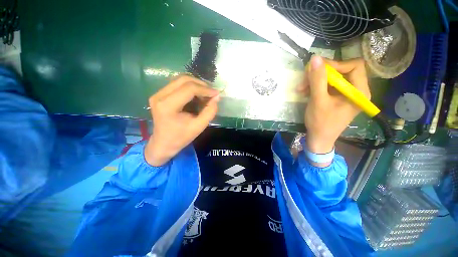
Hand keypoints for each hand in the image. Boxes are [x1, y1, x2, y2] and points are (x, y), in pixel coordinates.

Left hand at [145, 76, 219, 165]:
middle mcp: (160, 96)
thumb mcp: (199, 127)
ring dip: (196, 84)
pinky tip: (197, 95)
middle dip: (201, 84)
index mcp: (168, 106)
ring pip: (180, 80)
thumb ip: (210, 112)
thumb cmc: (181, 138)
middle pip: (184, 80)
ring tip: (205, 94)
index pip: (189, 89)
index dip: (205, 89)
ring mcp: (158, 94)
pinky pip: (177, 84)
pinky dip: (190, 87)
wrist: (163, 144)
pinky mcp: (159, 94)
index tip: (216, 94)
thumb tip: (216, 97)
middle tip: (211, 93)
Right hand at [297, 56, 369, 164]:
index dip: (336, 64)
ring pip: (331, 78)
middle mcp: (355, 90)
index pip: (354, 66)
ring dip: (315, 80)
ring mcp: (344, 93)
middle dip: (321, 74)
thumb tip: (315, 58)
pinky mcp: (335, 97)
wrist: (318, 139)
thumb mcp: (318, 101)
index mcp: (359, 91)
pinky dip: (314, 86)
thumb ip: (317, 80)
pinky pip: (326, 85)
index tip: (317, 70)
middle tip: (304, 79)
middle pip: (341, 70)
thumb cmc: (321, 123)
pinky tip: (304, 91)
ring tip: (301, 88)